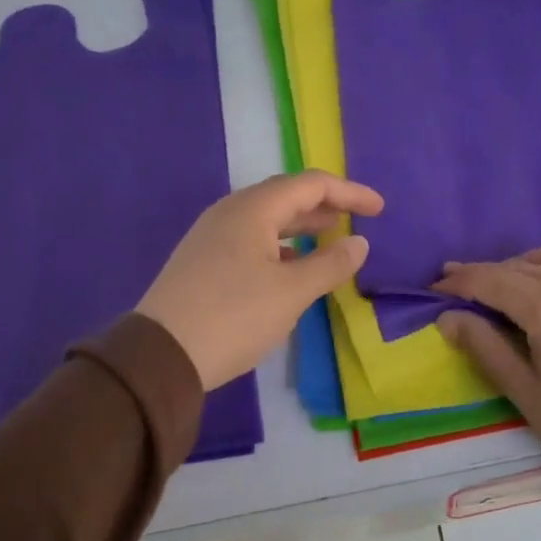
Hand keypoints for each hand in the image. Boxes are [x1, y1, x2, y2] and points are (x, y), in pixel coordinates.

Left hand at [137, 170, 382, 390]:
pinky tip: (291, 267)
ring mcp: (211, 236)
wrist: (161, 355)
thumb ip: (330, 264)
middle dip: (324, 205)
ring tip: (329, 238)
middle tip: (356, 219)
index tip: (379, 210)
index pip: (311, 185)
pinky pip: (250, 240)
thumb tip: (359, 242)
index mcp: (253, 209)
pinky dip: (280, 246)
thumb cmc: (234, 317)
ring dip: (301, 226)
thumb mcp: (292, 293)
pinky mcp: (202, 261)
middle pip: (286, 196)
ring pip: (266, 220)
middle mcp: (229, 213)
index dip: (350, 193)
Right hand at [433, 244, 540, 481]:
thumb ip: (484, 346)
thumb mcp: (524, 390)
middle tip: (460, 284)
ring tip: (506, 287)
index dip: (460, 281)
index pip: (493, 281)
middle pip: (522, 266)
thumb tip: (449, 317)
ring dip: (524, 266)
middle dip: (487, 273)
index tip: (436, 285)